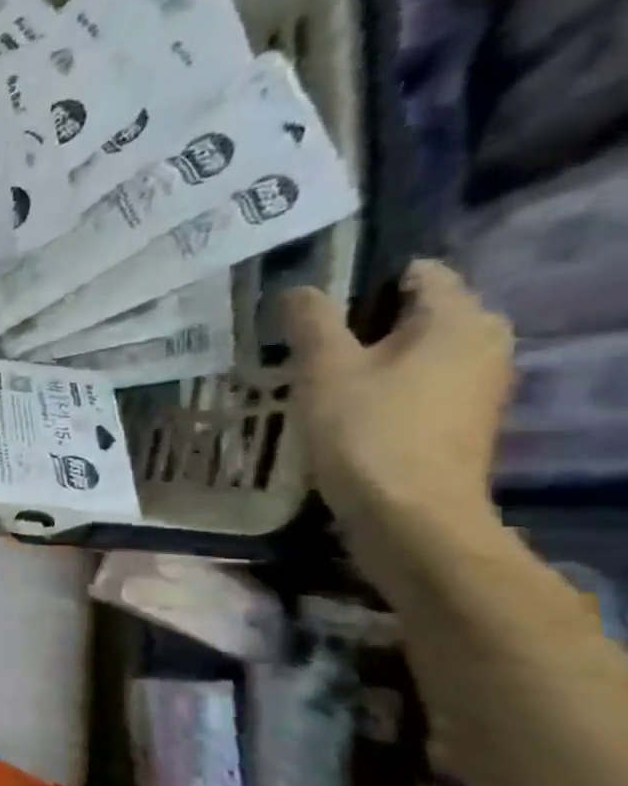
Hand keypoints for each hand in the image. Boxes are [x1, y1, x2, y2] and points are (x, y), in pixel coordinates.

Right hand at [285, 260, 514, 576]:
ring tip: (316, 377)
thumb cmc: (366, 429)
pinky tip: (343, 408)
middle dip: (362, 323)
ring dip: (370, 359)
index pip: (417, 273)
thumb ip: (311, 321)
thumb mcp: (323, 368)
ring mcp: (479, 384)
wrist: (409, 512)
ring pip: (416, 351)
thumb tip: (301, 289)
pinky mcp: (463, 419)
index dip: (361, 281)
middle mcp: (484, 341)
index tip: (312, 307)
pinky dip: (385, 387)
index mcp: (459, 318)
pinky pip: (420, 384)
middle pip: (416, 313)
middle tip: (305, 345)